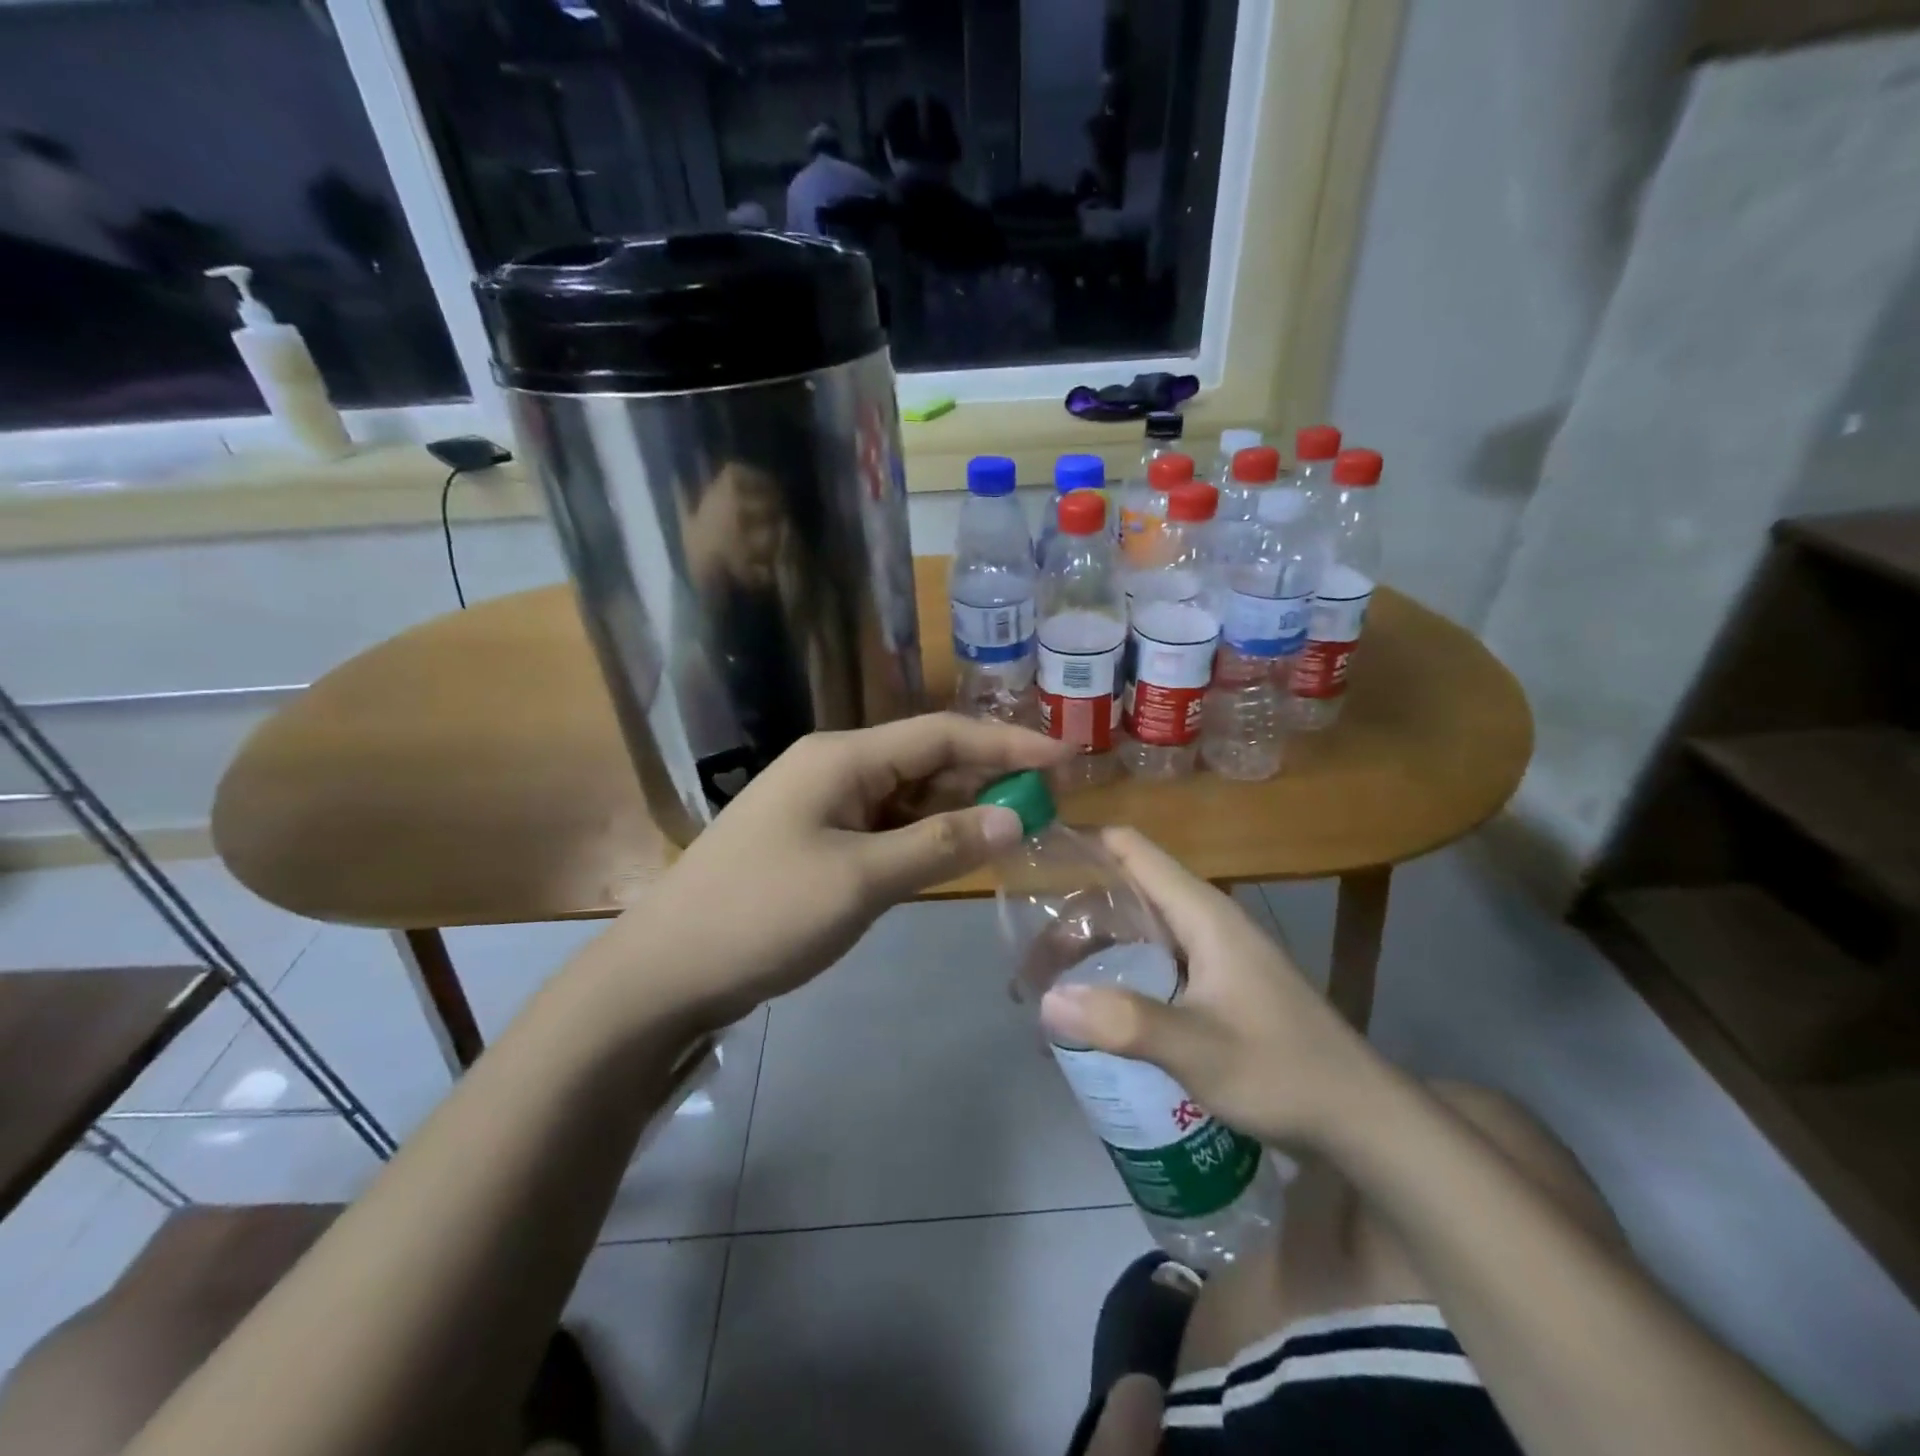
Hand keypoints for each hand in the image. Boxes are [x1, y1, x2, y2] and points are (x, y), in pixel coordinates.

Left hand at [616, 713, 1069, 1029]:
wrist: (666, 971)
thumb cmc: (763, 915)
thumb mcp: (861, 880)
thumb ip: (941, 844)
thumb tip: (1016, 816)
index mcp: (843, 757)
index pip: (942, 735)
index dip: (1007, 744)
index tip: (1065, 759)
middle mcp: (835, 768)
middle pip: (926, 760)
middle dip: (988, 776)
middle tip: (1051, 800)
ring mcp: (823, 805)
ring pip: (908, 795)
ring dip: (960, 807)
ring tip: (1019, 823)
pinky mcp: (817, 842)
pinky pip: (886, 826)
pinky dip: (926, 836)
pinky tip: (959, 850)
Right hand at [1036, 829, 1378, 1147]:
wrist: (1360, 1121)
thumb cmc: (1283, 1071)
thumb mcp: (1199, 1048)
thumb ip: (1125, 1022)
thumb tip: (1046, 1001)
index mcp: (1201, 913)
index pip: (1131, 850)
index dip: (1081, 844)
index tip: (1029, 862)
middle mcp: (1204, 922)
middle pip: (1124, 894)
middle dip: (1072, 918)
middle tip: (1025, 959)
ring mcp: (1212, 956)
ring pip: (1136, 934)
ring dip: (1091, 953)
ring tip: (1046, 990)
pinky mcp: (1216, 989)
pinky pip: (1152, 967)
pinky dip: (1117, 978)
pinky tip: (1093, 1017)